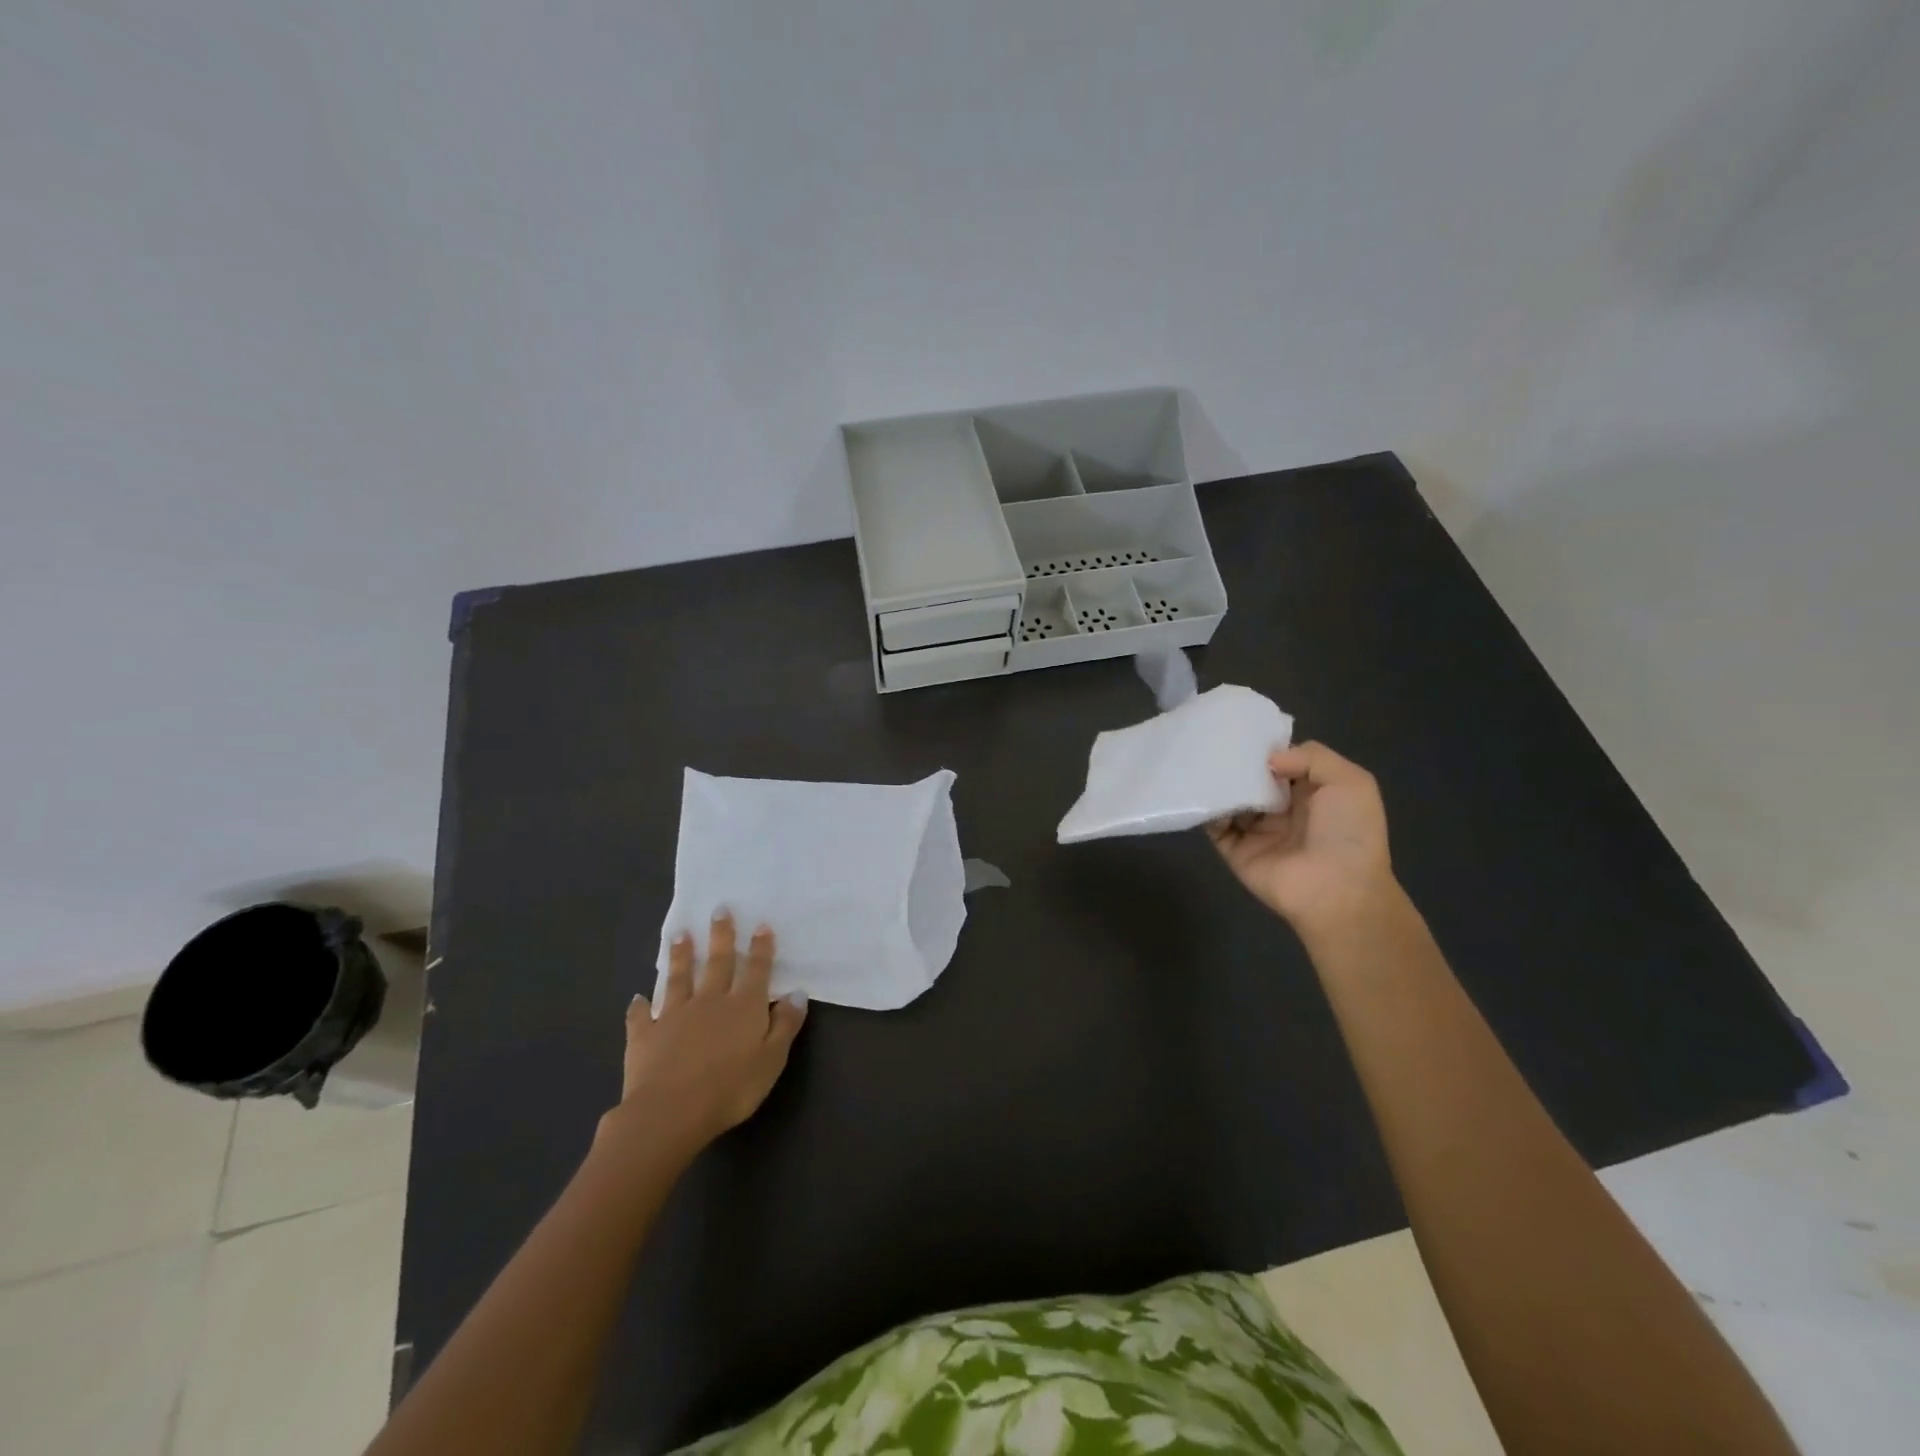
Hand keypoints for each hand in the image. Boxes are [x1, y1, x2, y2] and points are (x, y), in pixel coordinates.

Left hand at [601, 912, 807, 1160]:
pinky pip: (641, 1017)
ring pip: (679, 978)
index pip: (756, 970)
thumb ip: (785, 1025)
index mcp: (743, 1007)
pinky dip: (639, 1006)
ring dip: (680, 956)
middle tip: (720, 909)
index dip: (761, 948)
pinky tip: (637, 998)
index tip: (761, 924)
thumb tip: (797, 993)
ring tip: (679, 934)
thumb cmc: (730, 1088)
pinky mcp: (645, 1035)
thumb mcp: (771, 1060)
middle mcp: (710, 1001)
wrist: (669, 1113)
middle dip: (721, 935)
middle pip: (717, 963)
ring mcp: (673, 1016)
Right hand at [1206, 742, 1398, 940]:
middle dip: (1237, 764)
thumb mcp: (1350, 782)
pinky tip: (1201, 794)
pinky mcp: (1237, 851)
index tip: (1242, 732)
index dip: (1266, 748)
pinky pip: (1216, 827)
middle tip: (1214, 743)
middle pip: (1253, 781)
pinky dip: (1207, 811)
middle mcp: (1284, 811)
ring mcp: (1258, 831)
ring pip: (1231, 801)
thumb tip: (1268, 760)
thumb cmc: (1349, 833)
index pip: (1282, 764)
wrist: (1337, 890)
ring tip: (1201, 763)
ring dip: (1219, 785)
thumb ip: (1312, 757)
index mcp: (1312, 794)